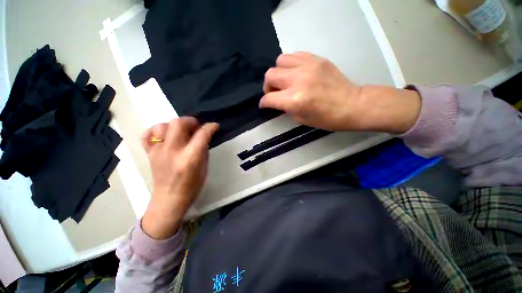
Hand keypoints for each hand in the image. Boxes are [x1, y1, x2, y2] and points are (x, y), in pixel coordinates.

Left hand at [141, 117, 218, 238]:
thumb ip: (203, 149)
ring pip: (162, 125)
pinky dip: (155, 131)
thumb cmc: (192, 186)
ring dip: (174, 125)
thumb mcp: (204, 167)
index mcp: (190, 158)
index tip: (215, 126)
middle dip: (190, 121)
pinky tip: (164, 135)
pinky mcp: (149, 153)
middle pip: (178, 123)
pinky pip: (147, 135)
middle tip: (196, 127)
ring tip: (181, 131)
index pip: (202, 135)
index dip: (210, 127)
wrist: (169, 199)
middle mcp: (172, 151)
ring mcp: (158, 151)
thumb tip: (204, 136)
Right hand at [260, 52, 420, 133]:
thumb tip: (277, 100)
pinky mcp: (316, 59)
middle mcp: (298, 80)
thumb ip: (286, 107)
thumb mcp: (301, 118)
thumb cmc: (326, 119)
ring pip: (280, 60)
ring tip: (285, 80)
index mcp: (294, 100)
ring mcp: (308, 66)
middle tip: (274, 92)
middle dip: (268, 86)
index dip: (263, 103)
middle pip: (270, 75)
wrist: (351, 105)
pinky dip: (290, 64)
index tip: (264, 105)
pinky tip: (295, 72)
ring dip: (278, 72)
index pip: (269, 98)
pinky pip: (295, 55)